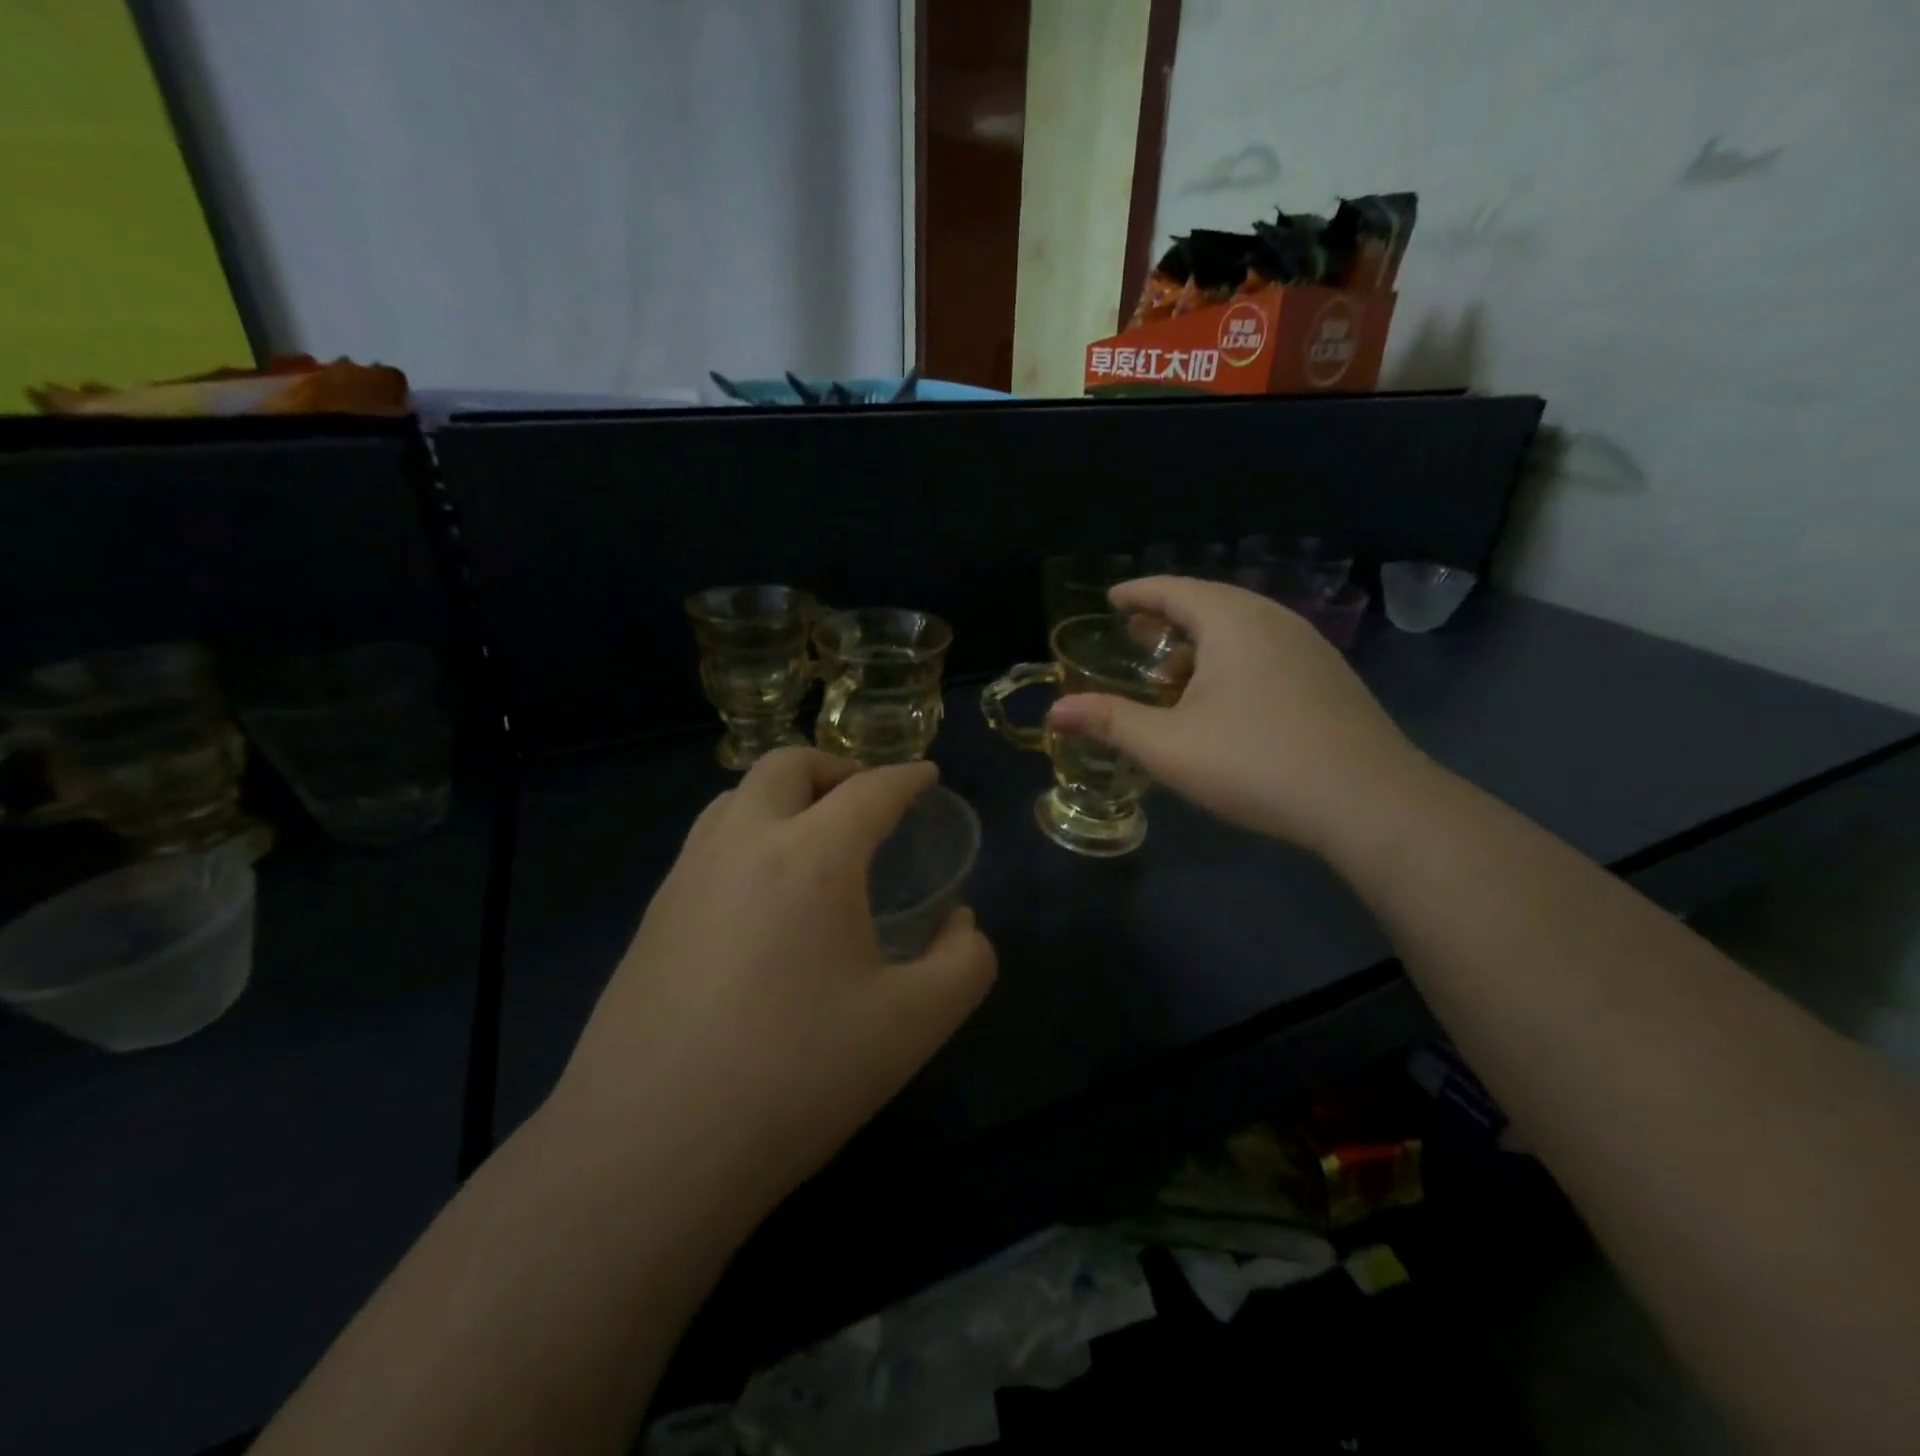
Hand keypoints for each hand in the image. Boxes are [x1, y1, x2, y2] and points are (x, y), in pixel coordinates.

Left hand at [550, 750, 995, 1216]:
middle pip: (786, 765)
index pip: (869, 790)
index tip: (927, 775)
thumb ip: (964, 963)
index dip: (906, 777)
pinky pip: (707, 843)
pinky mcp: (652, 916)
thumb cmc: (796, 1077)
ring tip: (813, 838)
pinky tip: (761, 895)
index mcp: (812, 857)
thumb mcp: (914, 1025)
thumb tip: (960, 923)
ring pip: (736, 796)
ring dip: (782, 796)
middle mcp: (743, 845)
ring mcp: (686, 877)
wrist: (650, 1150)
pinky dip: (746, 835)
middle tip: (866, 802)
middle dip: (835, 768)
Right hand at [1047, 577, 1428, 856]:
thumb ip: (1110, 722)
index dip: (1138, 592)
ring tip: (1173, 671)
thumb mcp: (1169, 745)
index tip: (1112, 599)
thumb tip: (1055, 712)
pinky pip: (1266, 652)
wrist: (1368, 801)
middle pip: (1211, 604)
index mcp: (1233, 621)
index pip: (1175, 589)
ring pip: (1242, 630)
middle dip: (1168, 617)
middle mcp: (1274, 621)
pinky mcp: (1329, 680)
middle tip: (1136, 633)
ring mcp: (1309, 649)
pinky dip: (1231, 661)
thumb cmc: (1255, 761)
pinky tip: (1223, 701)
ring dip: (1201, 643)